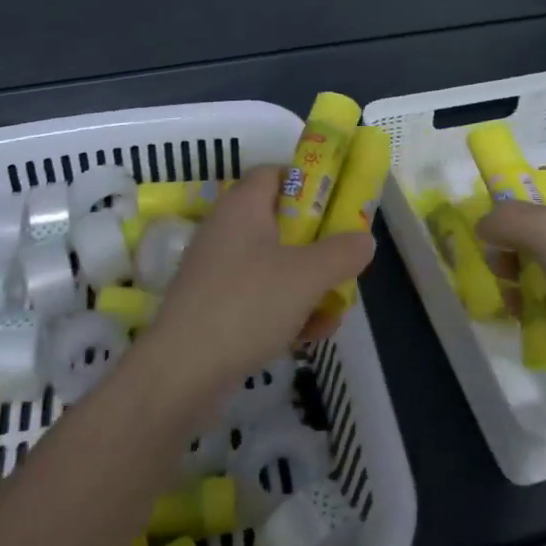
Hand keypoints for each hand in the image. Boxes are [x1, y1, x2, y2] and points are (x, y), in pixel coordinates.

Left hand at [144, 166, 376, 396]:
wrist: (182, 372)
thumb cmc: (248, 305)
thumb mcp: (308, 276)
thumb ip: (342, 252)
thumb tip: (364, 239)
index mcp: (243, 205)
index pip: (276, 174)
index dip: (309, 184)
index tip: (338, 207)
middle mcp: (226, 230)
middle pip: (282, 223)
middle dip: (318, 248)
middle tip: (343, 266)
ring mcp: (217, 270)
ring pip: (274, 265)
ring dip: (307, 286)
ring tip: (332, 315)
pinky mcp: (214, 306)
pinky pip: (258, 297)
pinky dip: (284, 311)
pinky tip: (307, 337)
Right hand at [475, 166, 545, 400]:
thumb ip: (506, 219)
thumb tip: (483, 225)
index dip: (527, 183)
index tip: (496, 202)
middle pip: (542, 223)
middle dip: (512, 236)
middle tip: (495, 252)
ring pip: (540, 262)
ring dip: (515, 271)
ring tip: (506, 285)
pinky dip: (528, 302)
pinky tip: (516, 310)